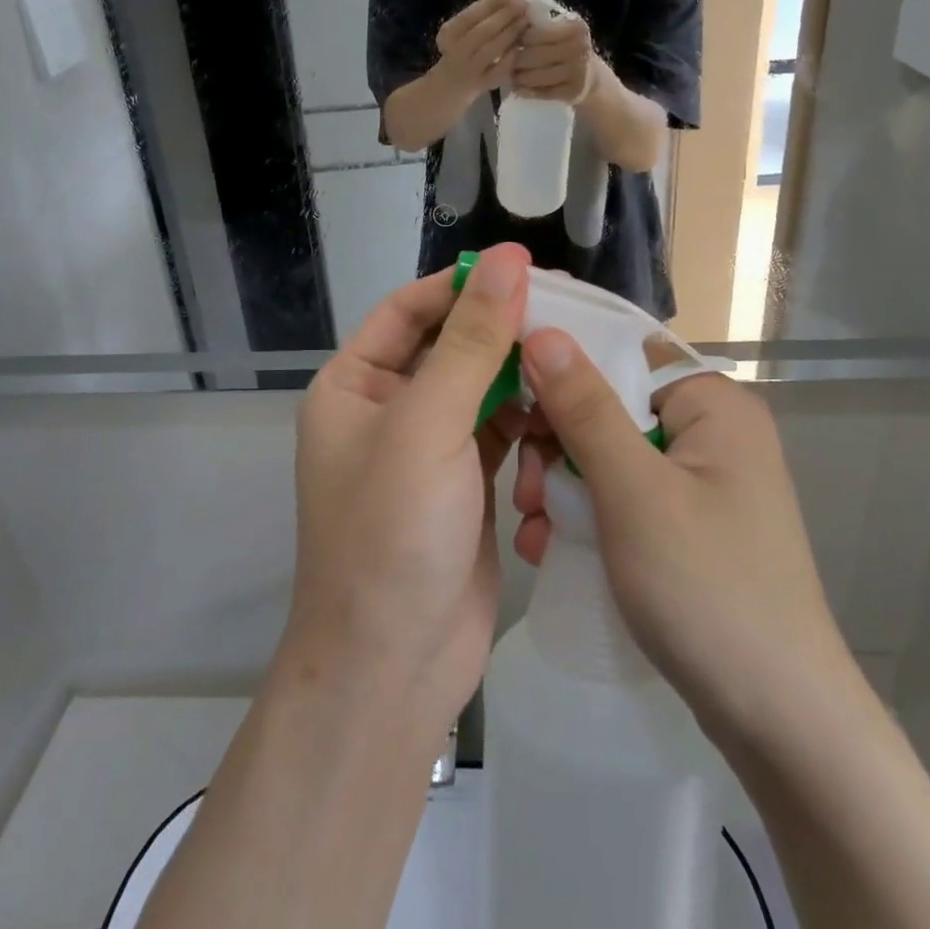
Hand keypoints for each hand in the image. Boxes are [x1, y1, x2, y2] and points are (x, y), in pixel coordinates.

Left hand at [286, 244, 531, 732]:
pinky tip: (565, 413)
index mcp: (354, 386)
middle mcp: (387, 410)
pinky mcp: (465, 484)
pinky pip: (501, 431)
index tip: (525, 268)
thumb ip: (472, 341)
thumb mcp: (428, 425)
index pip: (410, 310)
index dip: (463, 284)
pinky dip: (530, 421)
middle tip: (569, 310)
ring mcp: (427, 449)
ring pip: (482, 388)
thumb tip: (507, 260)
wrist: (394, 668)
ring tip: (576, 359)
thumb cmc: (392, 534)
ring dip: (522, 376)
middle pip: (450, 346)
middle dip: (503, 330)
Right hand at [433, 0, 528, 97]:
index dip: (493, 3)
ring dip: (511, 34)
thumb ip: (487, 5)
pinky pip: (499, 71)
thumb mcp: (468, 26)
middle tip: (525, 6)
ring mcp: (468, 71)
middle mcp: (455, 52)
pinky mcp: (482, 86)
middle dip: (506, 17)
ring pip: (491, 50)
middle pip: (482, 32)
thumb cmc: (463, 47)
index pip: (471, 15)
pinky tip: (521, 47)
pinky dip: (511, 58)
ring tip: (526, 22)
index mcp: (448, 33)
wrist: (451, 85)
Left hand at [510, 13, 596, 103]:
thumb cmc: (567, 47)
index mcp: (575, 27)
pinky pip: (542, 93)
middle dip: (515, 60)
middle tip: (506, 63)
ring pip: (535, 76)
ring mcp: (579, 71)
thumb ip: (537, 23)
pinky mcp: (574, 92)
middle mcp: (579, 48)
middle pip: (533, 56)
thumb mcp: (559, 28)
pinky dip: (526, 91)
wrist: (590, 75)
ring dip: (518, 77)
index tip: (511, 44)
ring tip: (511, 75)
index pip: (533, 34)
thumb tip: (507, 21)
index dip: (518, 39)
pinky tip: (519, 88)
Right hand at [511, 330, 847, 745]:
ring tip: (534, 530)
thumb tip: (544, 330)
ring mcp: (702, 480)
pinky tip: (551, 546)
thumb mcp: (634, 492)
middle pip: (611, 406)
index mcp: (712, 403)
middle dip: (558, 445)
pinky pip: (624, 495)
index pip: (624, 353)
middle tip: (527, 493)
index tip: (514, 406)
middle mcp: (712, 431)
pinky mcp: (689, 523)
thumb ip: (585, 408)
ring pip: (610, 455)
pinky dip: (587, 514)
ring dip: (563, 485)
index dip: (564, 370)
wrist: (779, 721)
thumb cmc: (707, 588)